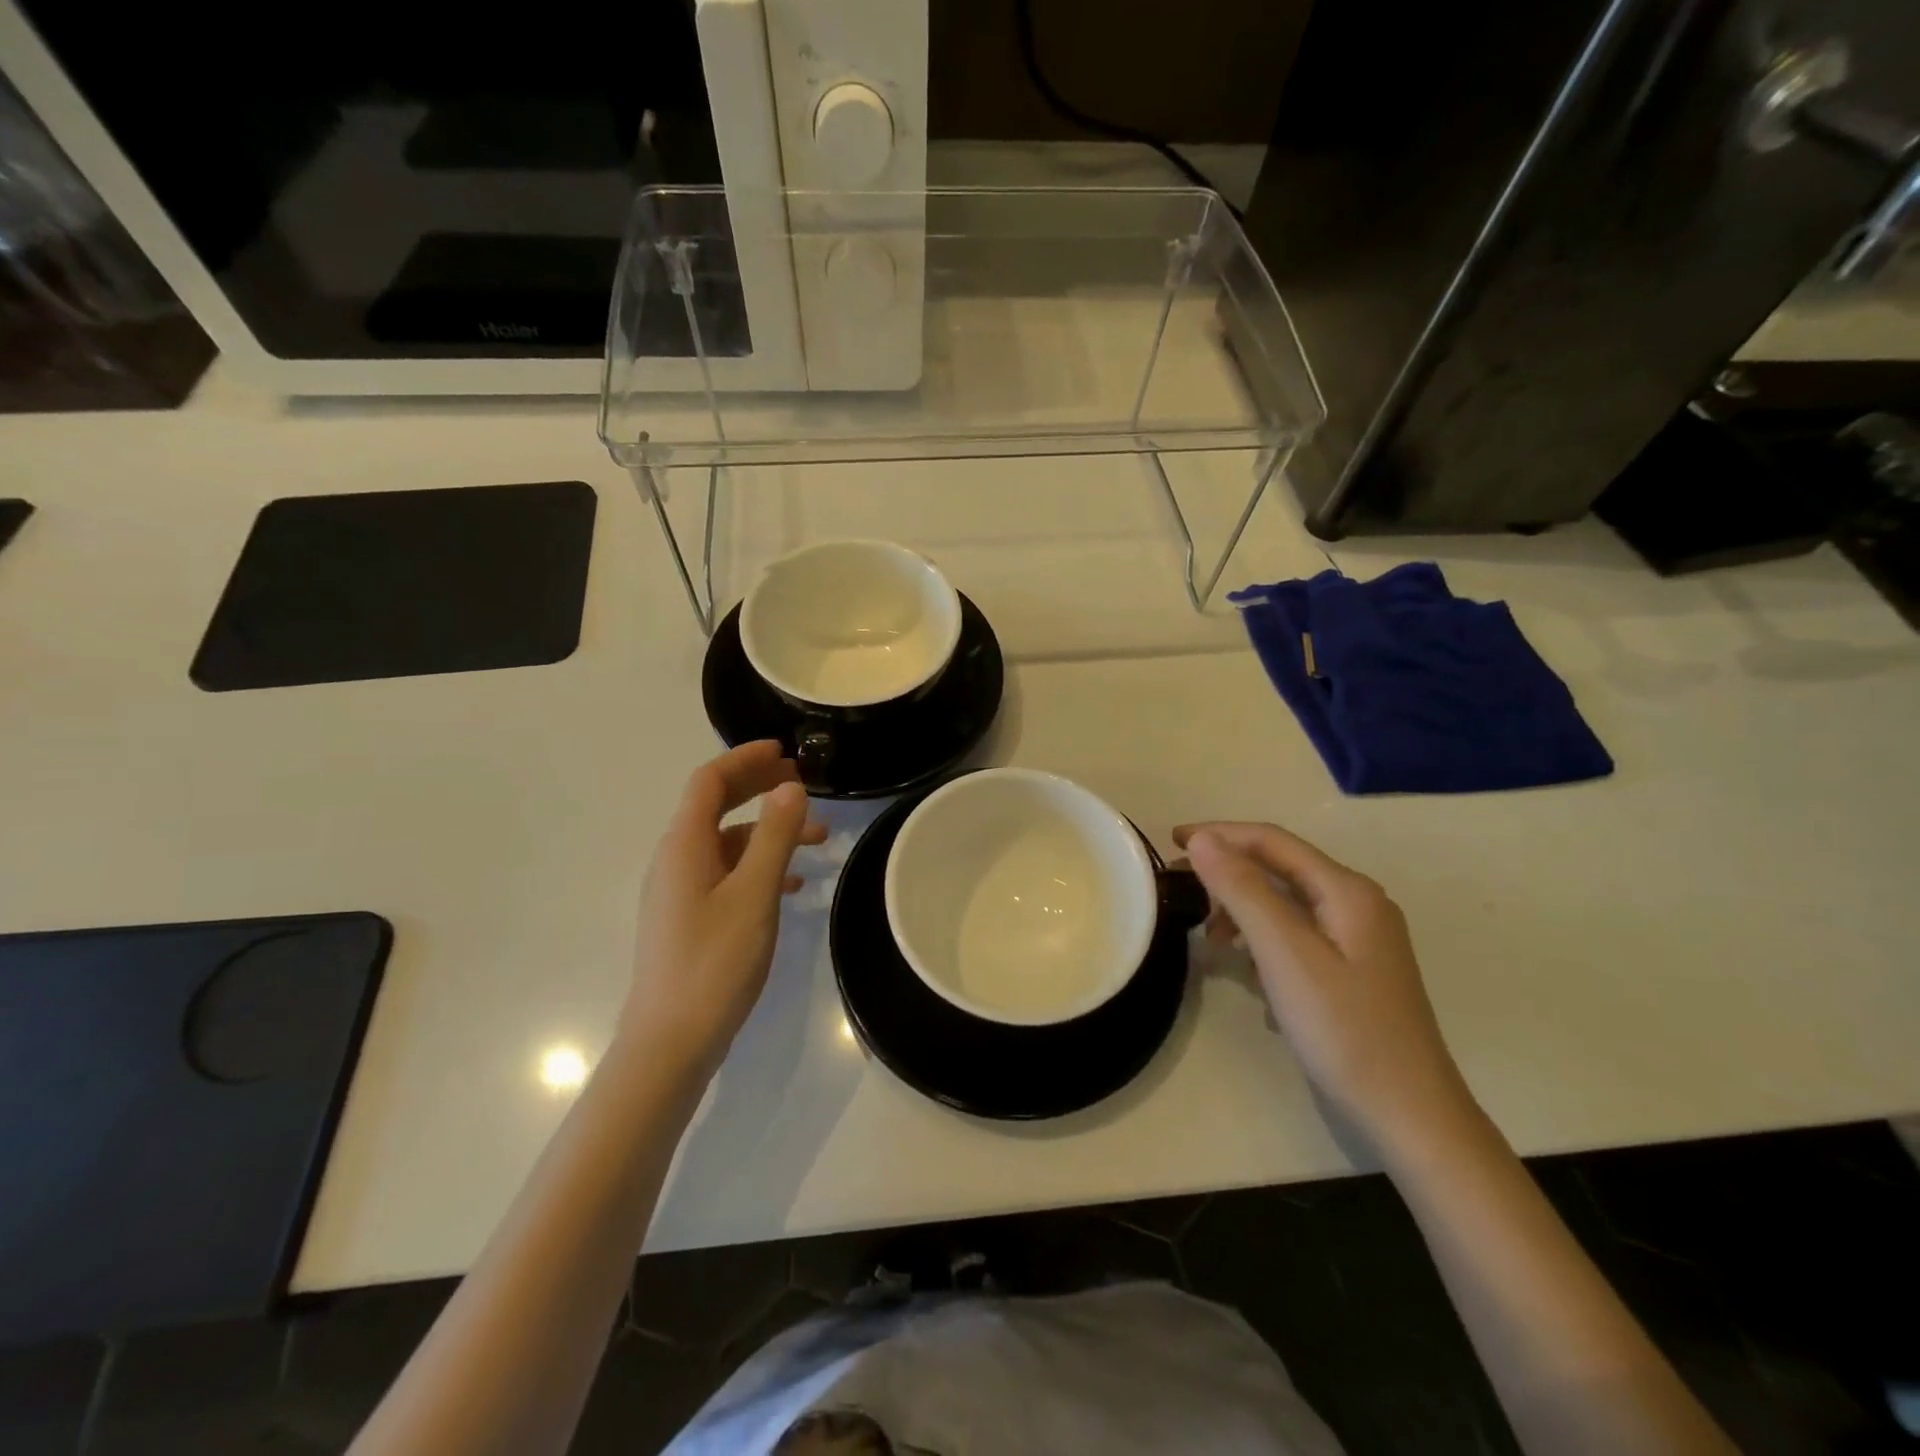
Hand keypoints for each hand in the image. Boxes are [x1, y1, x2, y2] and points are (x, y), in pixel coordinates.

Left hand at [622, 741, 825, 1076]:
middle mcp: (676, 859)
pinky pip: (727, 873)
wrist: (671, 1042)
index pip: (709, 781)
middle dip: (759, 788)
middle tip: (804, 783)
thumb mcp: (754, 895)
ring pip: (728, 842)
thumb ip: (775, 837)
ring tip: (818, 841)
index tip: (785, 751)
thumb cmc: (714, 963)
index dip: (745, 759)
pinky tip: (792, 885)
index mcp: (684, 845)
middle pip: (716, 805)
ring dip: (769, 832)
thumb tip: (791, 786)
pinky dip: (759, 865)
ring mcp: (680, 890)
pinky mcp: (689, 917)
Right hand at [1174, 821, 1481, 1162]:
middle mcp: (1357, 903)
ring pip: (1287, 904)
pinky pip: (1298, 936)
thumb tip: (1202, 839)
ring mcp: (1359, 938)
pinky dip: (1265, 943)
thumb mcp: (1285, 954)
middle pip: (1280, 868)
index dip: (1219, 834)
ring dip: (1244, 912)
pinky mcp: (1354, 969)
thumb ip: (1243, 890)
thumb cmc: (1344, 1030)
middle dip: (1228, 874)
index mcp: (1347, 890)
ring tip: (1212, 942)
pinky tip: (1253, 977)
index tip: (1171, 843)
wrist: (1410, 1116)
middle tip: (1183, 892)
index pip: (1271, 840)